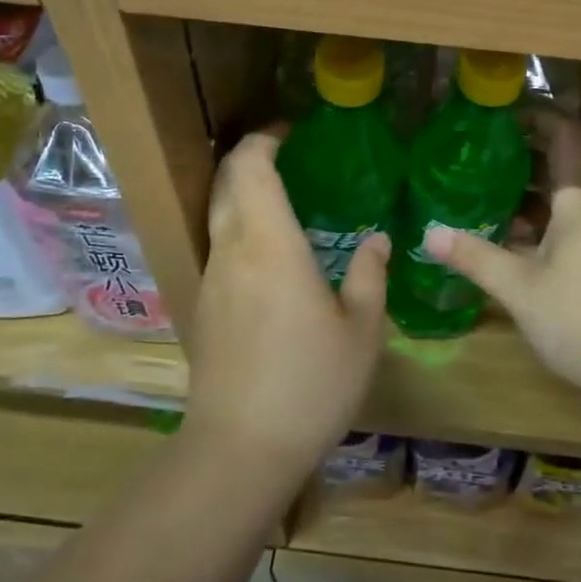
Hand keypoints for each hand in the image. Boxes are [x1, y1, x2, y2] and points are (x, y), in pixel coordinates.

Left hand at [185, 132, 389, 491]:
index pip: (250, 167)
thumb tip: (377, 240)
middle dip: (250, 159)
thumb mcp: (362, 330)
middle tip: (290, 159)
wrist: (240, 448)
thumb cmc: (311, 383)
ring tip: (287, 204)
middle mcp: (232, 251)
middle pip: (225, 182)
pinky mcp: (203, 308)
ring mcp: (211, 280)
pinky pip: (219, 248)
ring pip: (218, 215)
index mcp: (270, 245)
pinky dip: (241, 230)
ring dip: (243, 195)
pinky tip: (273, 257)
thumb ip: (370, 275)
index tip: (291, 133)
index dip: (264, 140)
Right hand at [425, 116, 580, 416]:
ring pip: (563, 200)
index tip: (496, 113)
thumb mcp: (520, 288)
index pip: (562, 135)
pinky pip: (570, 226)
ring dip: (526, 194)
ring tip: (480, 192)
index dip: (533, 117)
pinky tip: (508, 240)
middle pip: (560, 165)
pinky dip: (540, 224)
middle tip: (473, 153)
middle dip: (519, 156)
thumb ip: (475, 257)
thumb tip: (428, 233)